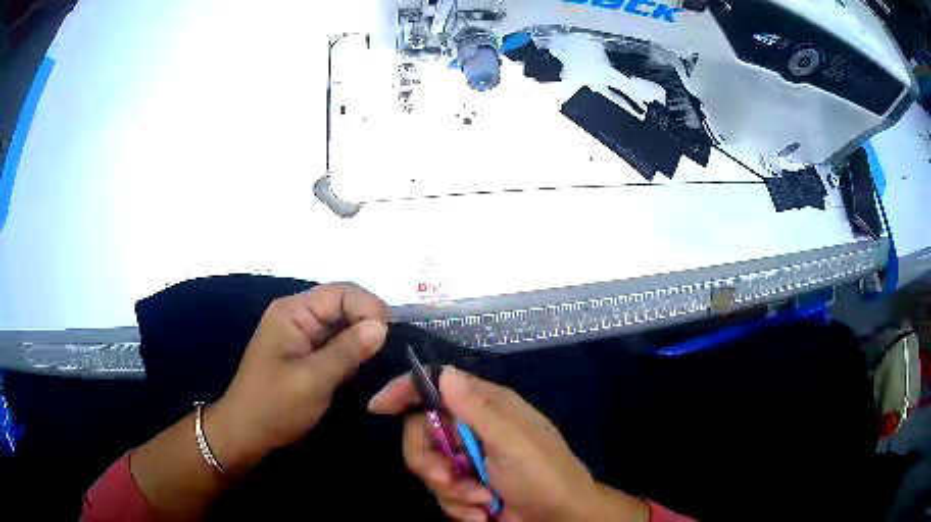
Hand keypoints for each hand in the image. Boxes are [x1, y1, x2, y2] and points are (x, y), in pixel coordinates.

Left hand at [207, 283, 389, 473]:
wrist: (246, 432)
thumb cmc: (274, 406)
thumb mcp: (313, 380)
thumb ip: (347, 351)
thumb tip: (382, 326)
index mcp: (293, 311)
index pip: (341, 292)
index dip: (369, 307)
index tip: (390, 337)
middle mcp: (298, 314)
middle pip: (343, 304)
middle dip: (369, 322)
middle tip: (391, 351)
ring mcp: (302, 333)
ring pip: (343, 323)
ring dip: (363, 338)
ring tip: (383, 359)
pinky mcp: (306, 351)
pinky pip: (337, 341)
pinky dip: (354, 351)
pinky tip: (366, 366)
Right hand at [369, 368, 648, 521]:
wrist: (559, 517)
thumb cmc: (543, 475)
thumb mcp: (513, 442)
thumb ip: (478, 408)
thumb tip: (443, 373)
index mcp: (485, 407)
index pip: (436, 386)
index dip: (405, 391)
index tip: (379, 407)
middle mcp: (471, 429)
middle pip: (420, 433)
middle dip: (429, 463)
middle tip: (449, 480)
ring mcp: (467, 459)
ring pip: (428, 468)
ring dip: (451, 491)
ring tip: (481, 501)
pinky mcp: (465, 485)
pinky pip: (441, 493)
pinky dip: (459, 506)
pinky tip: (482, 512)